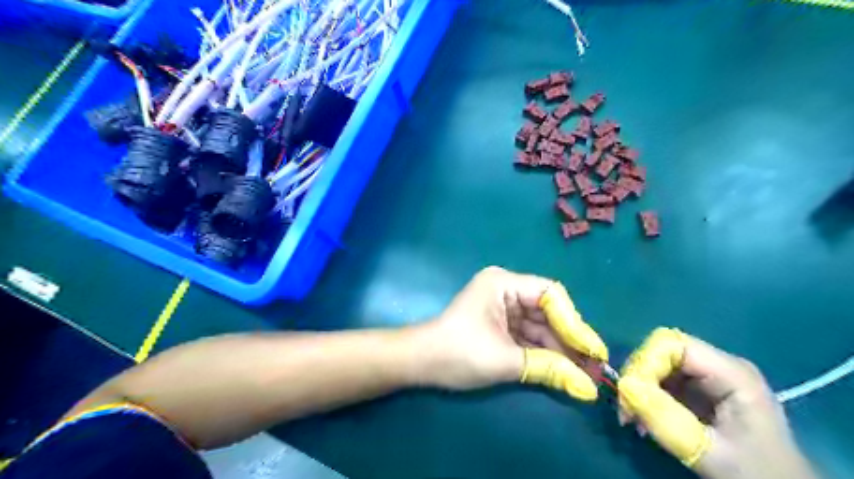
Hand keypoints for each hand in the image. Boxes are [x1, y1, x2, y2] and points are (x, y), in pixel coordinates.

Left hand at [412, 267, 606, 400]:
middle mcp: (506, 290)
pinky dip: (543, 352)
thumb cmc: (459, 353)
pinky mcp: (501, 325)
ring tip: (584, 375)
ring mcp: (503, 307)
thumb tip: (589, 389)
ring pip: (540, 326)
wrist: (421, 364)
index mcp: (503, 284)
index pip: (550, 295)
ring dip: (559, 349)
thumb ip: (548, 369)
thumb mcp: (505, 360)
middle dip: (569, 339)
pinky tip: (563, 370)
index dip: (574, 322)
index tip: (592, 350)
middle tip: (594, 367)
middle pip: (548, 311)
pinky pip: (529, 335)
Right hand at [613, 330, 812, 477]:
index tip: (630, 394)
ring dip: (638, 388)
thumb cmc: (757, 474)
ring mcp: (709, 376)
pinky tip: (642, 419)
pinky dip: (646, 396)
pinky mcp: (699, 389)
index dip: (645, 362)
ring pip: (657, 364)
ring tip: (630, 418)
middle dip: (638, 376)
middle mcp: (718, 365)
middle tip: (626, 410)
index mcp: (731, 373)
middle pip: (662, 351)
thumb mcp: (712, 453)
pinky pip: (662, 380)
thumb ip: (667, 420)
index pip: (673, 343)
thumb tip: (624, 387)